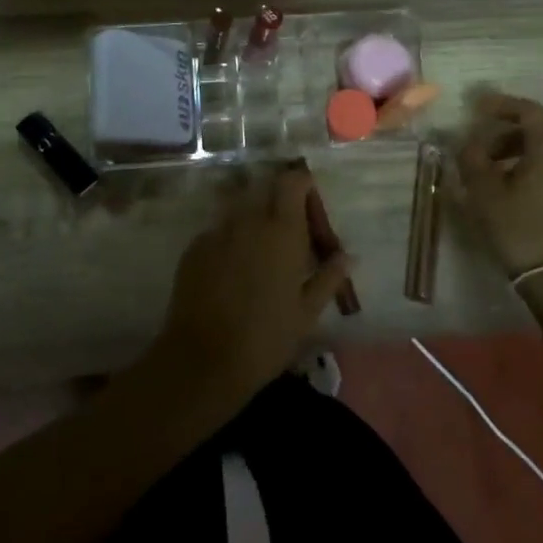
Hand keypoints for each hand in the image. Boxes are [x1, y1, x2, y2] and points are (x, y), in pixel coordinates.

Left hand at [153, 168, 351, 407]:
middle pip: (264, 189)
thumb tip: (348, 256)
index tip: (309, 205)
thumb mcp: (307, 313)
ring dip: (252, 217)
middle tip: (287, 231)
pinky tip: (232, 270)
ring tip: (259, 250)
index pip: (292, 182)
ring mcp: (217, 231)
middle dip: (277, 201)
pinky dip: (229, 239)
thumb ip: (328, 277)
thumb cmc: (266, 338)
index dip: (301, 185)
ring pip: (238, 208)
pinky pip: (218, 230)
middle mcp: (248, 220)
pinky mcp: (194, 247)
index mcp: (282, 230)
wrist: (203, 360)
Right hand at [455, 93, 542, 277]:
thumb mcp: (484, 193)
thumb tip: (469, 143)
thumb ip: (472, 159)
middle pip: (538, 133)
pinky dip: (533, 172)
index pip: (528, 111)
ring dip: (517, 156)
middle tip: (478, 152)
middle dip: (504, 136)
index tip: (476, 109)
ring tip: (492, 177)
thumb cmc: (520, 230)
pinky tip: (514, 195)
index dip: (500, 105)